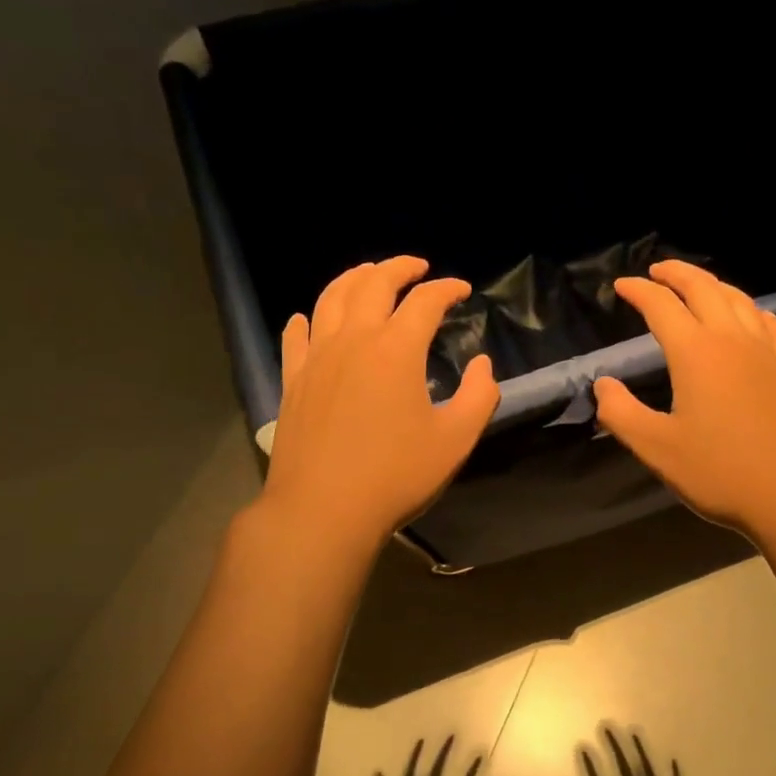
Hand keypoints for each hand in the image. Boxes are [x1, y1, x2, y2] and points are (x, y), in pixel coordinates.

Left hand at [261, 257, 498, 547]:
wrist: (323, 510)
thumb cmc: (396, 475)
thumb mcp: (456, 440)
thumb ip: (480, 396)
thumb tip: (482, 364)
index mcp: (396, 349)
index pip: (425, 301)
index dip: (447, 288)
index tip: (462, 289)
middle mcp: (353, 340)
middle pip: (373, 284)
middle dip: (398, 268)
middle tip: (417, 266)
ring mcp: (317, 358)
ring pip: (331, 299)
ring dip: (353, 278)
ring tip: (369, 274)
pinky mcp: (293, 381)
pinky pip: (296, 336)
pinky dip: (308, 319)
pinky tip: (309, 318)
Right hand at [593, 260, 775, 543]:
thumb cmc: (722, 473)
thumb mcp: (658, 449)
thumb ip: (621, 413)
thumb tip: (603, 385)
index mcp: (696, 353)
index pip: (661, 307)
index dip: (638, 291)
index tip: (621, 286)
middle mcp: (733, 340)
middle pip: (704, 289)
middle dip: (677, 273)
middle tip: (656, 271)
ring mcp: (768, 353)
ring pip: (740, 300)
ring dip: (713, 285)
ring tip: (697, 286)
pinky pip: (771, 324)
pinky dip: (752, 310)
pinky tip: (751, 317)